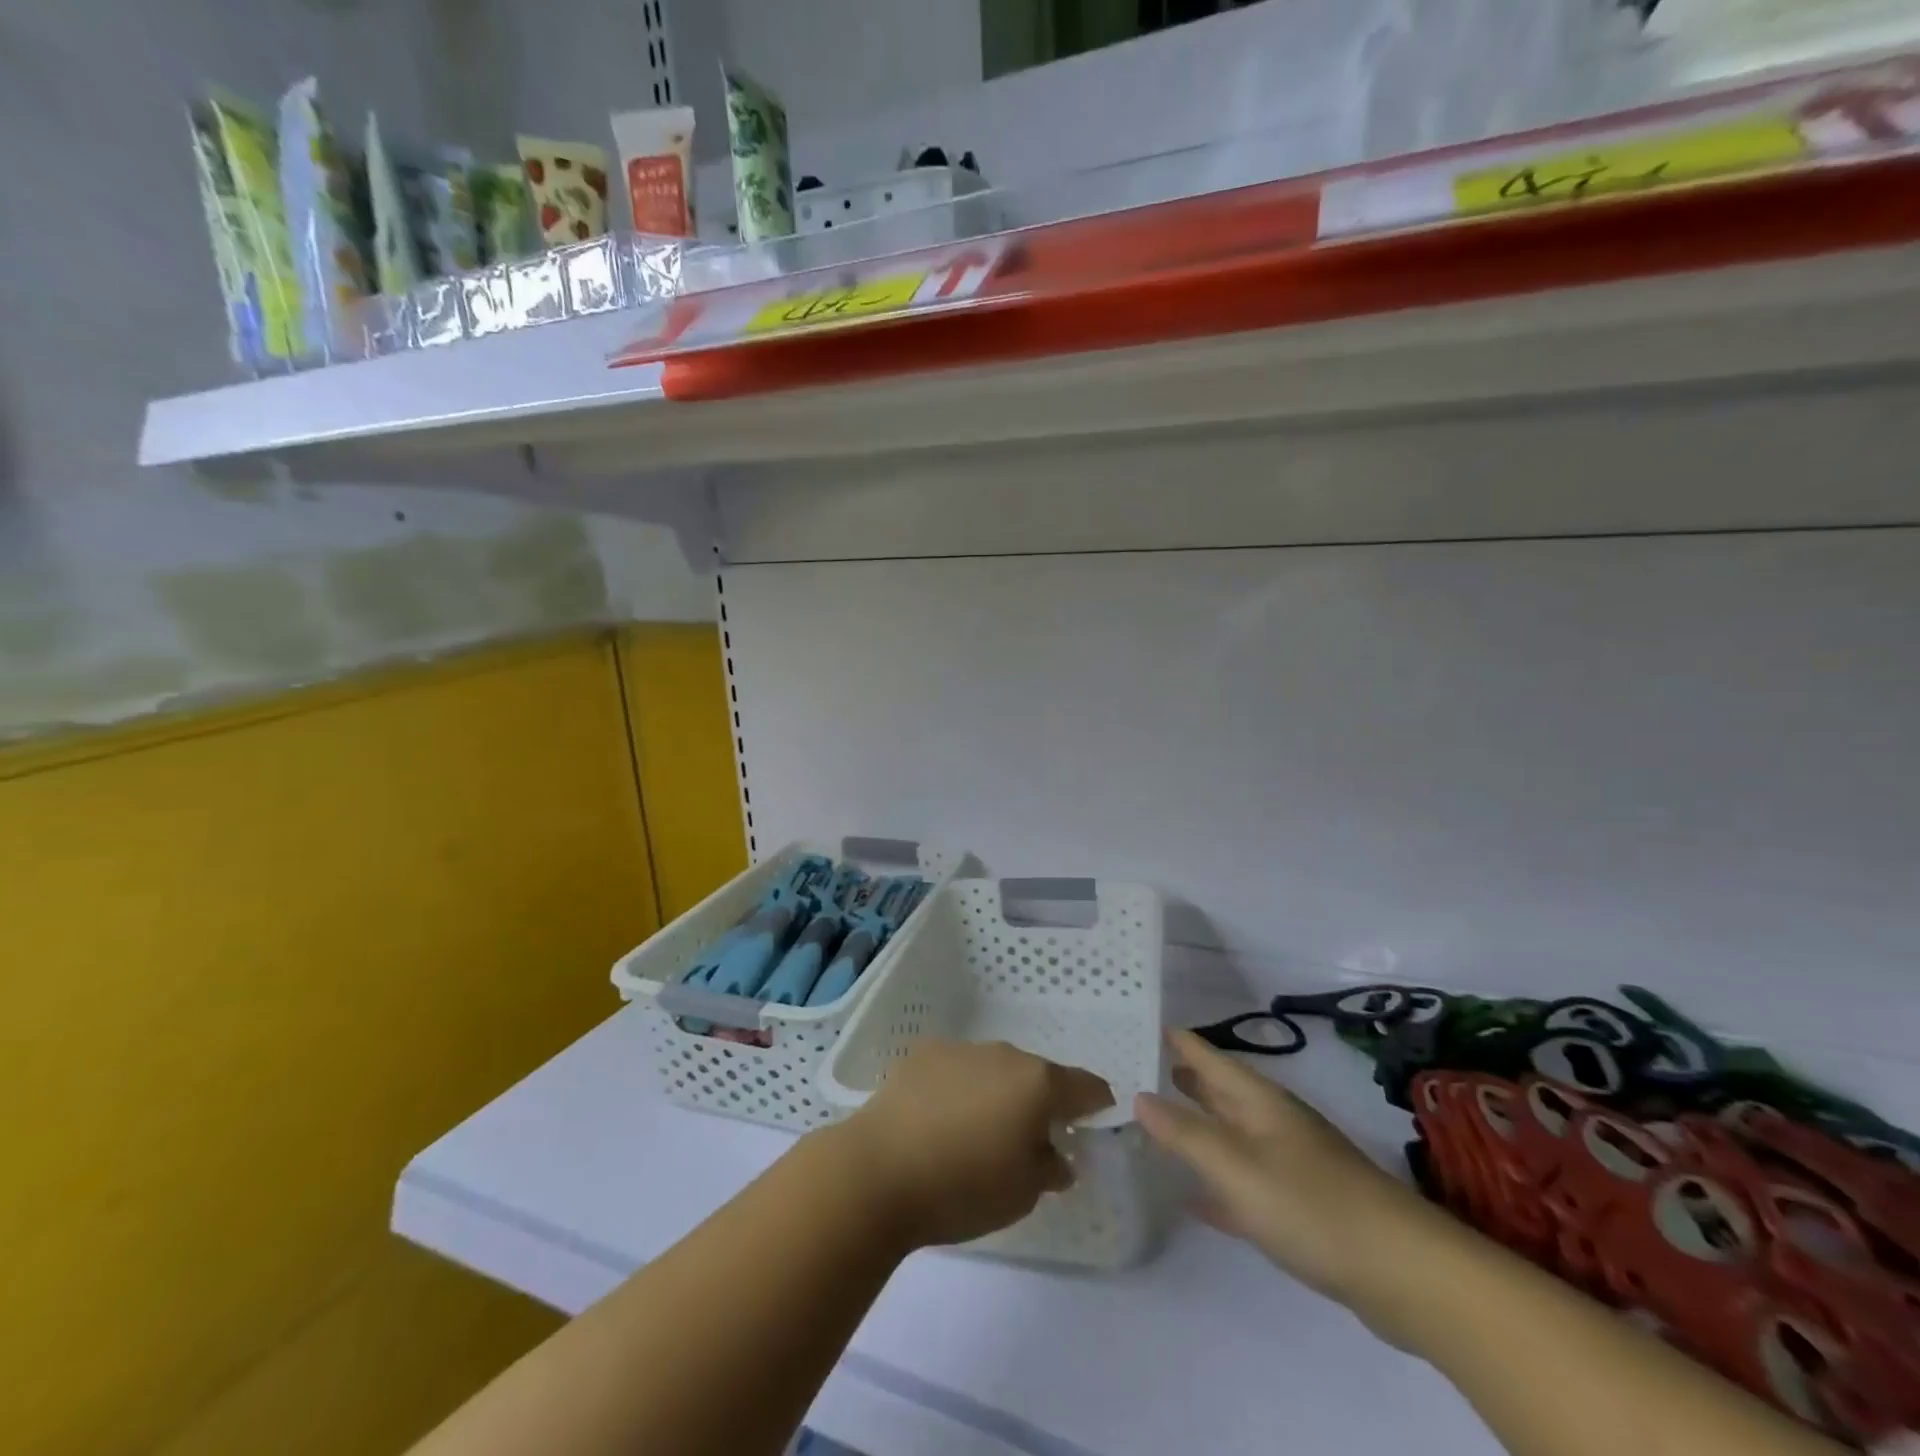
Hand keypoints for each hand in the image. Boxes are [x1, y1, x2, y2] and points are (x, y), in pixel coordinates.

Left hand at [836, 1039, 1113, 1248]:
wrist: (878, 1170)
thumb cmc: (963, 1187)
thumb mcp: (1023, 1195)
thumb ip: (1050, 1168)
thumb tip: (1056, 1155)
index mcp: (1038, 1083)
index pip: (1085, 1086)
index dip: (1096, 1105)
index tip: (1091, 1125)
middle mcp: (1005, 1054)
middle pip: (1037, 1075)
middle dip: (1040, 1104)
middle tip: (1028, 1143)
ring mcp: (962, 1048)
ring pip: (996, 1069)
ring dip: (998, 1094)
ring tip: (977, 1135)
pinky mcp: (924, 1053)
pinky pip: (959, 1069)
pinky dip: (962, 1089)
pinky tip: (940, 1121)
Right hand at [1136, 1029, 1444, 1335]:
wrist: (1402, 1272)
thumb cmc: (1310, 1205)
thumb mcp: (1235, 1166)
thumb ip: (1185, 1133)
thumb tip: (1138, 1094)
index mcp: (1258, 1101)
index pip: (1208, 1057)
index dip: (1176, 1041)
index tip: (1140, 1022)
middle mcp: (1273, 1122)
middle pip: (1220, 1090)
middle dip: (1183, 1077)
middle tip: (1139, 1066)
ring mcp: (1290, 1163)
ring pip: (1231, 1133)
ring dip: (1198, 1125)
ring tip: (1158, 1118)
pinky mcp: (1301, 1206)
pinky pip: (1245, 1181)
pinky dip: (1218, 1181)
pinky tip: (1195, 1198)